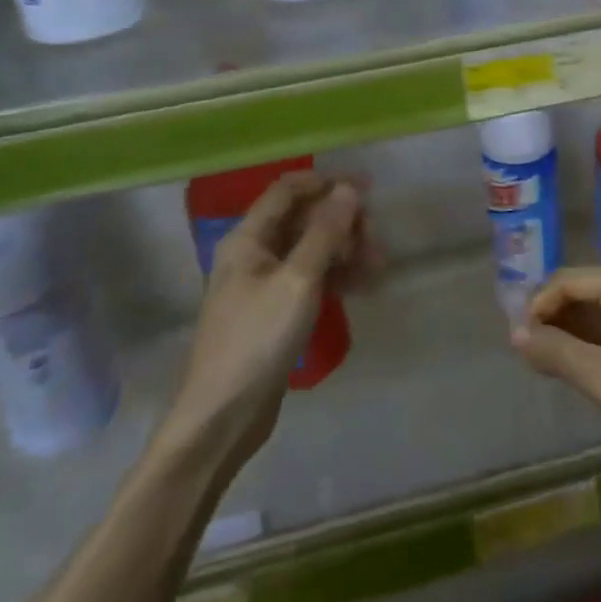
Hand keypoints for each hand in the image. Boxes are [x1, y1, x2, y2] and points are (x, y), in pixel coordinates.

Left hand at [170, 171, 375, 463]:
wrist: (222, 418)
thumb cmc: (257, 339)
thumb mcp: (298, 280)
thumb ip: (326, 232)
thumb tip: (348, 189)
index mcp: (248, 238)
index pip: (288, 190)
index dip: (326, 183)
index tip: (366, 188)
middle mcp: (253, 253)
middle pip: (303, 220)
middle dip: (341, 222)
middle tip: (375, 237)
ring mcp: (263, 285)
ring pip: (310, 251)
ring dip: (344, 251)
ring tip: (378, 264)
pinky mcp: (274, 313)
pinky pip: (310, 280)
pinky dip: (335, 278)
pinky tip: (364, 285)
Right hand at [511, 263, 600, 450]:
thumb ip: (556, 353)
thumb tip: (516, 334)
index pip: (565, 281)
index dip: (537, 309)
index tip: (520, 346)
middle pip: (584, 289)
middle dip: (556, 320)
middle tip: (535, 358)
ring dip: (578, 331)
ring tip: (557, 364)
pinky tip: (592, 364)